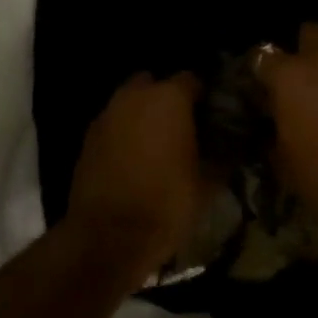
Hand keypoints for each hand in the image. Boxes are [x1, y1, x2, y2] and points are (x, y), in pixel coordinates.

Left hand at [65, 72, 207, 283]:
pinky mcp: (87, 138)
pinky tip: (133, 160)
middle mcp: (135, 96)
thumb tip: (230, 147)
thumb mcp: (208, 184)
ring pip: (130, 103)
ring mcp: (106, 115)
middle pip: (155, 84)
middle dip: (167, 99)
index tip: (211, 117)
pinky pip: (113, 124)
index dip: (203, 97)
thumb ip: (221, 156)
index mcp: (169, 98)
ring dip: (142, 115)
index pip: (192, 80)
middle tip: (182, 127)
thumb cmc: (166, 203)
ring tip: (157, 145)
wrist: (108, 237)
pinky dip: (123, 134)